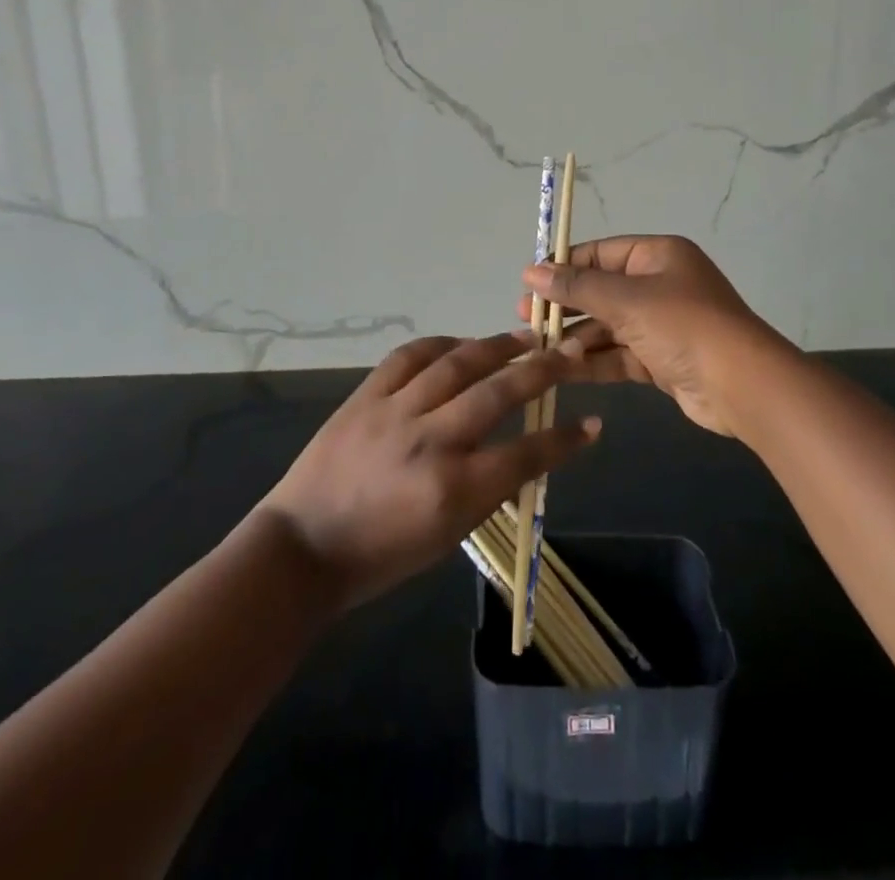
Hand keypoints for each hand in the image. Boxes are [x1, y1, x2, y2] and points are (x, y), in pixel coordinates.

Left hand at [258, 332, 599, 610]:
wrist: (303, 546)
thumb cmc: (380, 556)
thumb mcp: (447, 538)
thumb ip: (488, 491)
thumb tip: (522, 454)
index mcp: (453, 490)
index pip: (526, 455)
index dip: (565, 440)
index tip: (592, 424)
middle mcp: (430, 442)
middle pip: (498, 394)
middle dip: (542, 370)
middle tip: (568, 352)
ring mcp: (395, 412)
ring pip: (457, 364)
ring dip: (497, 347)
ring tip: (525, 337)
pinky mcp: (366, 396)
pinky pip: (409, 356)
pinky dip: (440, 345)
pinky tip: (461, 344)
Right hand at [520, 235, 783, 438]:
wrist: (741, 385)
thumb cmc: (683, 325)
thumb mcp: (626, 300)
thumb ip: (577, 286)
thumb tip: (531, 270)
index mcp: (656, 256)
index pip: (598, 254)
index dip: (563, 267)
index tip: (528, 284)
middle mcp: (659, 284)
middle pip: (600, 290)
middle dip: (564, 306)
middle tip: (525, 320)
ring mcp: (661, 324)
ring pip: (607, 326)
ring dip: (575, 337)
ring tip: (537, 350)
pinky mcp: (661, 360)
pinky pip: (618, 354)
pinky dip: (593, 361)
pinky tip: (562, 369)